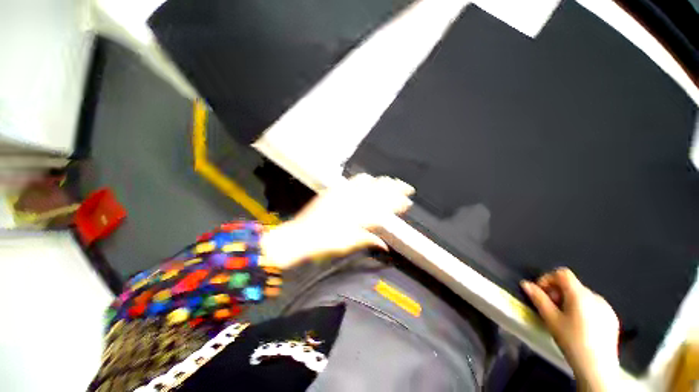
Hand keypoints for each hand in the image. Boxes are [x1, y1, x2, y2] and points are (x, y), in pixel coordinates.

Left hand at [260, 174, 413, 268]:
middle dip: (396, 188)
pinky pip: (352, 181)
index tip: (407, 202)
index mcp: (358, 217)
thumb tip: (384, 244)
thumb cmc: (324, 243)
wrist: (301, 235)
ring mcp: (343, 194)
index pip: (384, 208)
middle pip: (379, 192)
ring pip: (368, 183)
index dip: (397, 204)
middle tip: (406, 187)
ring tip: (390, 182)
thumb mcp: (348, 244)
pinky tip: (369, 179)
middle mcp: (353, 202)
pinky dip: (364, 180)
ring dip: (381, 182)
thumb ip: (367, 240)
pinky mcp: (334, 190)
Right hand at [521, 268, 620, 391]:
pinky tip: (580, 326)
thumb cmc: (571, 341)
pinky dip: (583, 309)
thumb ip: (538, 299)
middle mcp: (595, 296)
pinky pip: (594, 305)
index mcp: (579, 294)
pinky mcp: (612, 317)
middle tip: (551, 308)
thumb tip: (525, 283)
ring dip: (570, 301)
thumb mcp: (551, 319)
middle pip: (572, 285)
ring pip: (582, 295)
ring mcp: (606, 307)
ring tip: (565, 318)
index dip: (548, 278)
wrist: (598, 367)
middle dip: (557, 292)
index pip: (562, 273)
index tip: (541, 292)